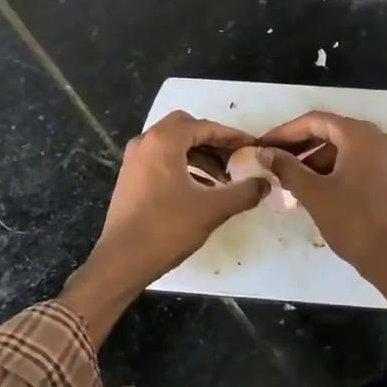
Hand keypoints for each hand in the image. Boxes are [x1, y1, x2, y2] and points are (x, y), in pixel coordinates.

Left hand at [62, 112, 266, 342]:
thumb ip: (243, 192)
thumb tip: (265, 183)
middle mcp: (145, 142)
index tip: (253, 146)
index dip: (231, 136)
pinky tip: (201, 190)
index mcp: (163, 141)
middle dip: (213, 142)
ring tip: (223, 179)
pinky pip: (162, 160)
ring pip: (173, 146)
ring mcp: (134, 160)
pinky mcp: (130, 177)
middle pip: (186, 129)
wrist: (122, 260)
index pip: (204, 126)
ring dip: (200, 156)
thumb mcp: (212, 209)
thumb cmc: (167, 228)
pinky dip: (183, 167)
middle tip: (236, 159)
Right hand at [258, 112, 386, 362]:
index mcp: (361, 135)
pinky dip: (332, 170)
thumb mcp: (314, 193)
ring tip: (289, 180)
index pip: (315, 121)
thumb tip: (264, 152)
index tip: (262, 146)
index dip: (284, 132)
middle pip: (330, 132)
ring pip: (342, 149)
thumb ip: (286, 167)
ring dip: (314, 160)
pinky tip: (313, 189)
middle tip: (272, 162)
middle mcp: (378, 138)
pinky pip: (355, 163)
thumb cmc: (354, 222)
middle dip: (299, 146)